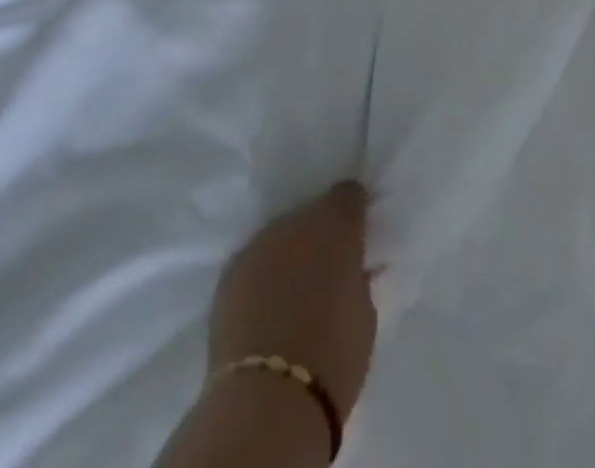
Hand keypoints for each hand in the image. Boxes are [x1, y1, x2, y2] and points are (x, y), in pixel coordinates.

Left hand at [208, 183, 376, 422]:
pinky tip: (265, 305)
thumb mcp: (364, 313)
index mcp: (337, 224)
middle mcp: (296, 221)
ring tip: (291, 291)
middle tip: (324, 271)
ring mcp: (259, 244)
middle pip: (311, 214)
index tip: (357, 233)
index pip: (349, 194)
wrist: (268, 400)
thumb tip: (351, 271)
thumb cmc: (333, 357)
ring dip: (288, 254)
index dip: (354, 212)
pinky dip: (263, 275)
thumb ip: (357, 278)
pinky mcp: (230, 272)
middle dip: (319, 236)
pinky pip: (255, 262)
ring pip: (280, 236)